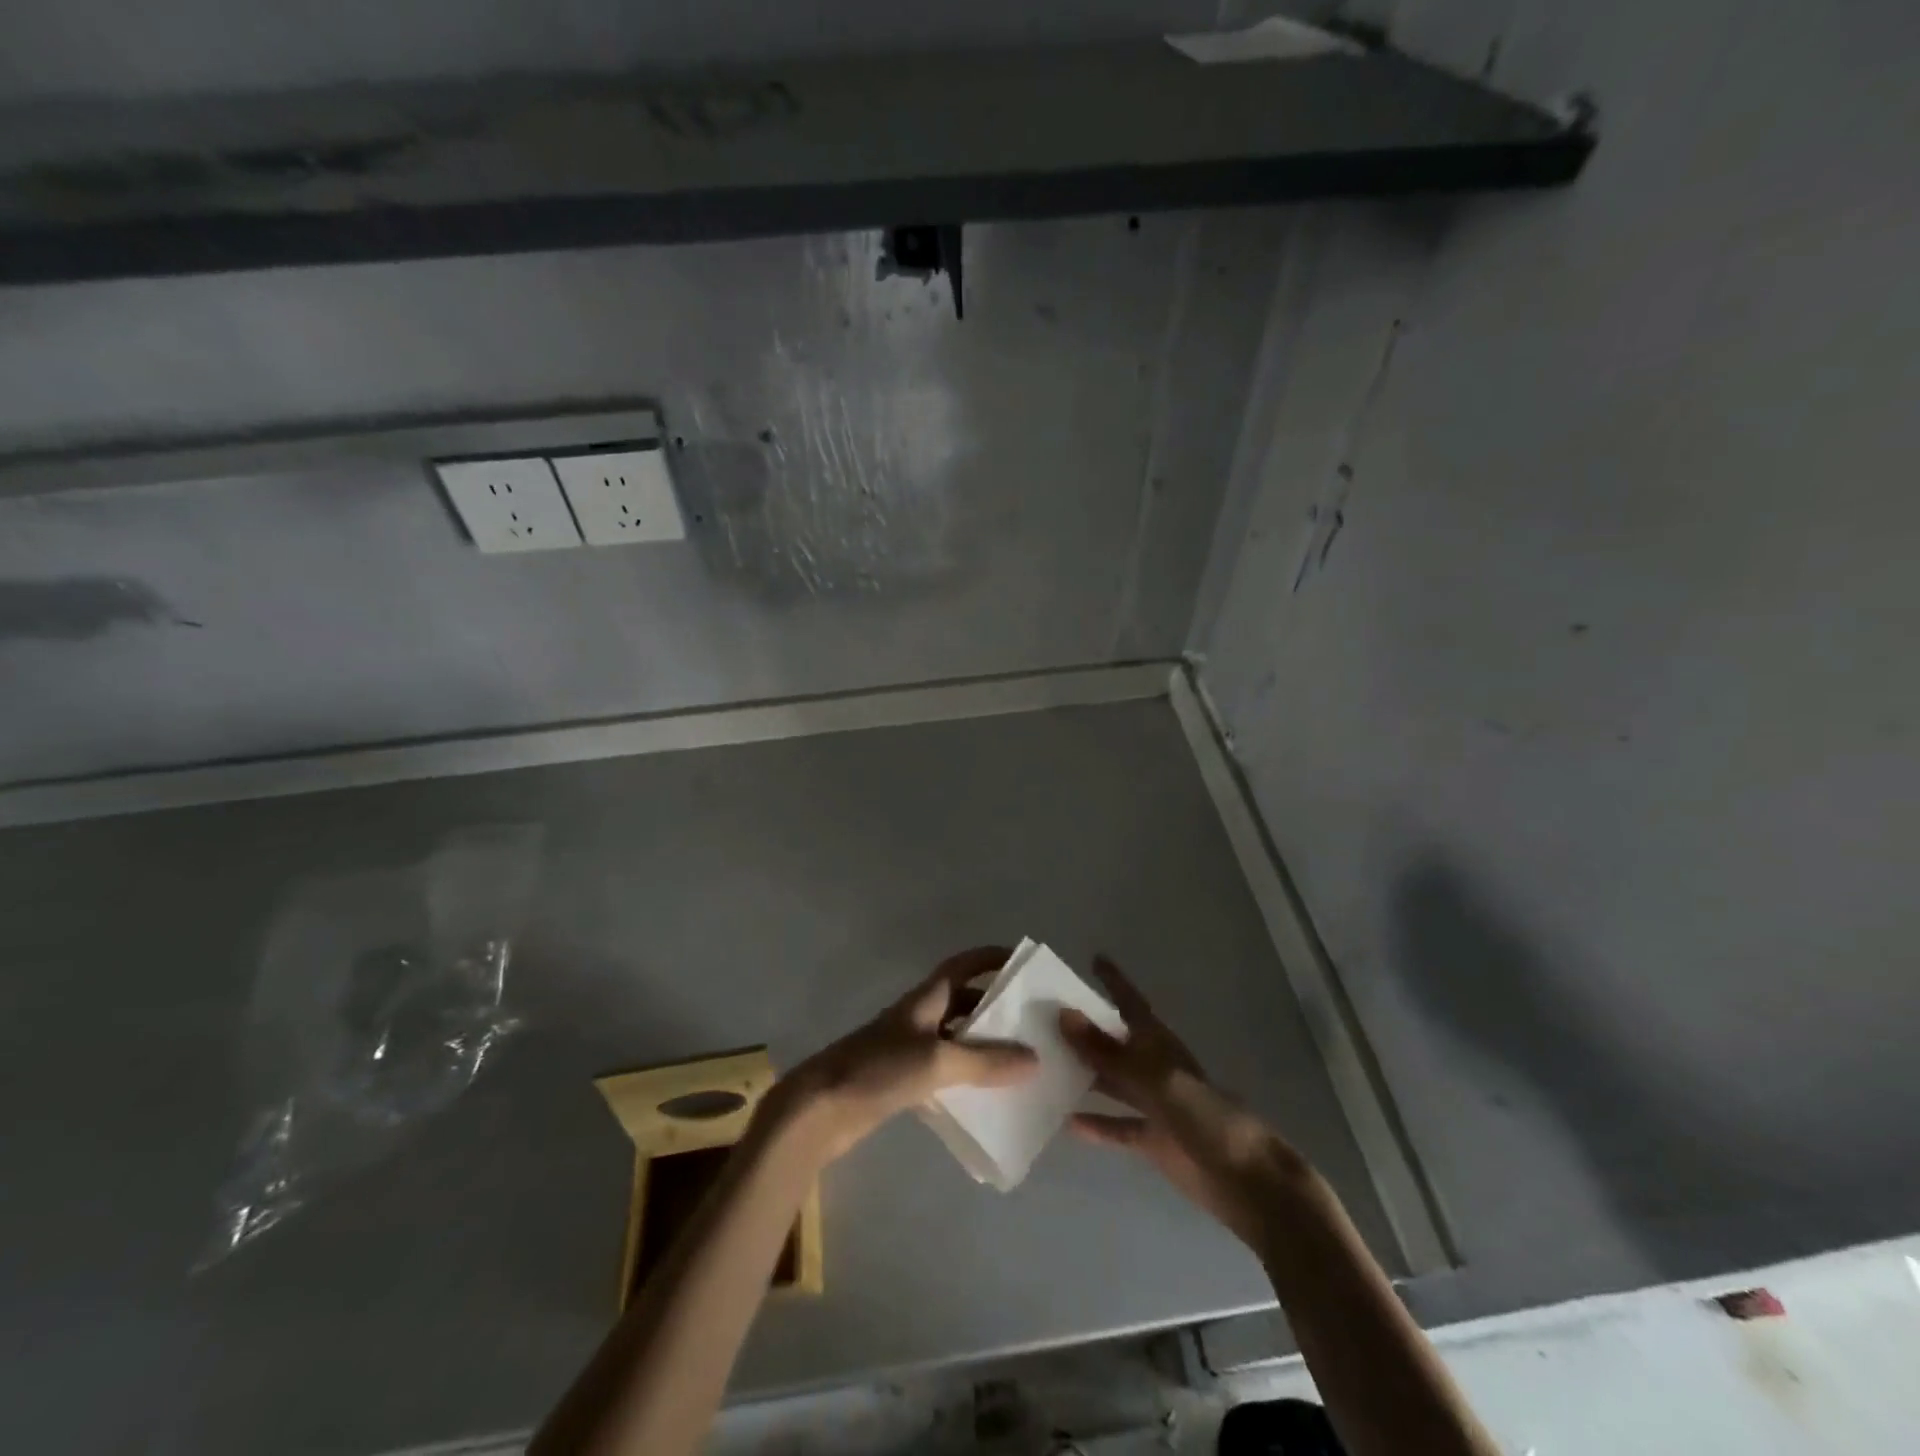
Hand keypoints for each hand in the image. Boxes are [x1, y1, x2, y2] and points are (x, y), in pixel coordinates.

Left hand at [776, 946, 1035, 1161]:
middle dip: (996, 1007)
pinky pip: (945, 1069)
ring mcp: (909, 1048)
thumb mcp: (937, 1061)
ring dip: (983, 1044)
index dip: (990, 958)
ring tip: (1021, 1060)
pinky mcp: (902, 1079)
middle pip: (963, 1002)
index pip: (962, 966)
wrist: (821, 1109)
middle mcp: (919, 1017)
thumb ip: (984, 1061)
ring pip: (956, 1038)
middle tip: (1033, 1021)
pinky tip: (988, 1096)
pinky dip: (967, 1076)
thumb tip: (1033, 1058)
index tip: (1023, 961)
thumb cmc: (878, 1069)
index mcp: (925, 999)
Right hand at [1060, 956, 1311, 1246]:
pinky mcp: (1153, 1139)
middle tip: (1045, 1016)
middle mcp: (1153, 1068)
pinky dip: (1095, 1124)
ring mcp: (1153, 1105)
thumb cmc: (1206, 1118)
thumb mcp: (1153, 1080)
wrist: (1247, 1180)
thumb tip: (1064, 1015)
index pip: (1131, 1003)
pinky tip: (1064, 1123)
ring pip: (1111, 1082)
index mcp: (1159, 1045)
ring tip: (1043, 1066)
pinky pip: (1117, 1126)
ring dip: (1083, 1074)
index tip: (1094, 958)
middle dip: (1086, 1029)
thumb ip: (1108, 1052)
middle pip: (1114, 1042)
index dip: (1114, 981)